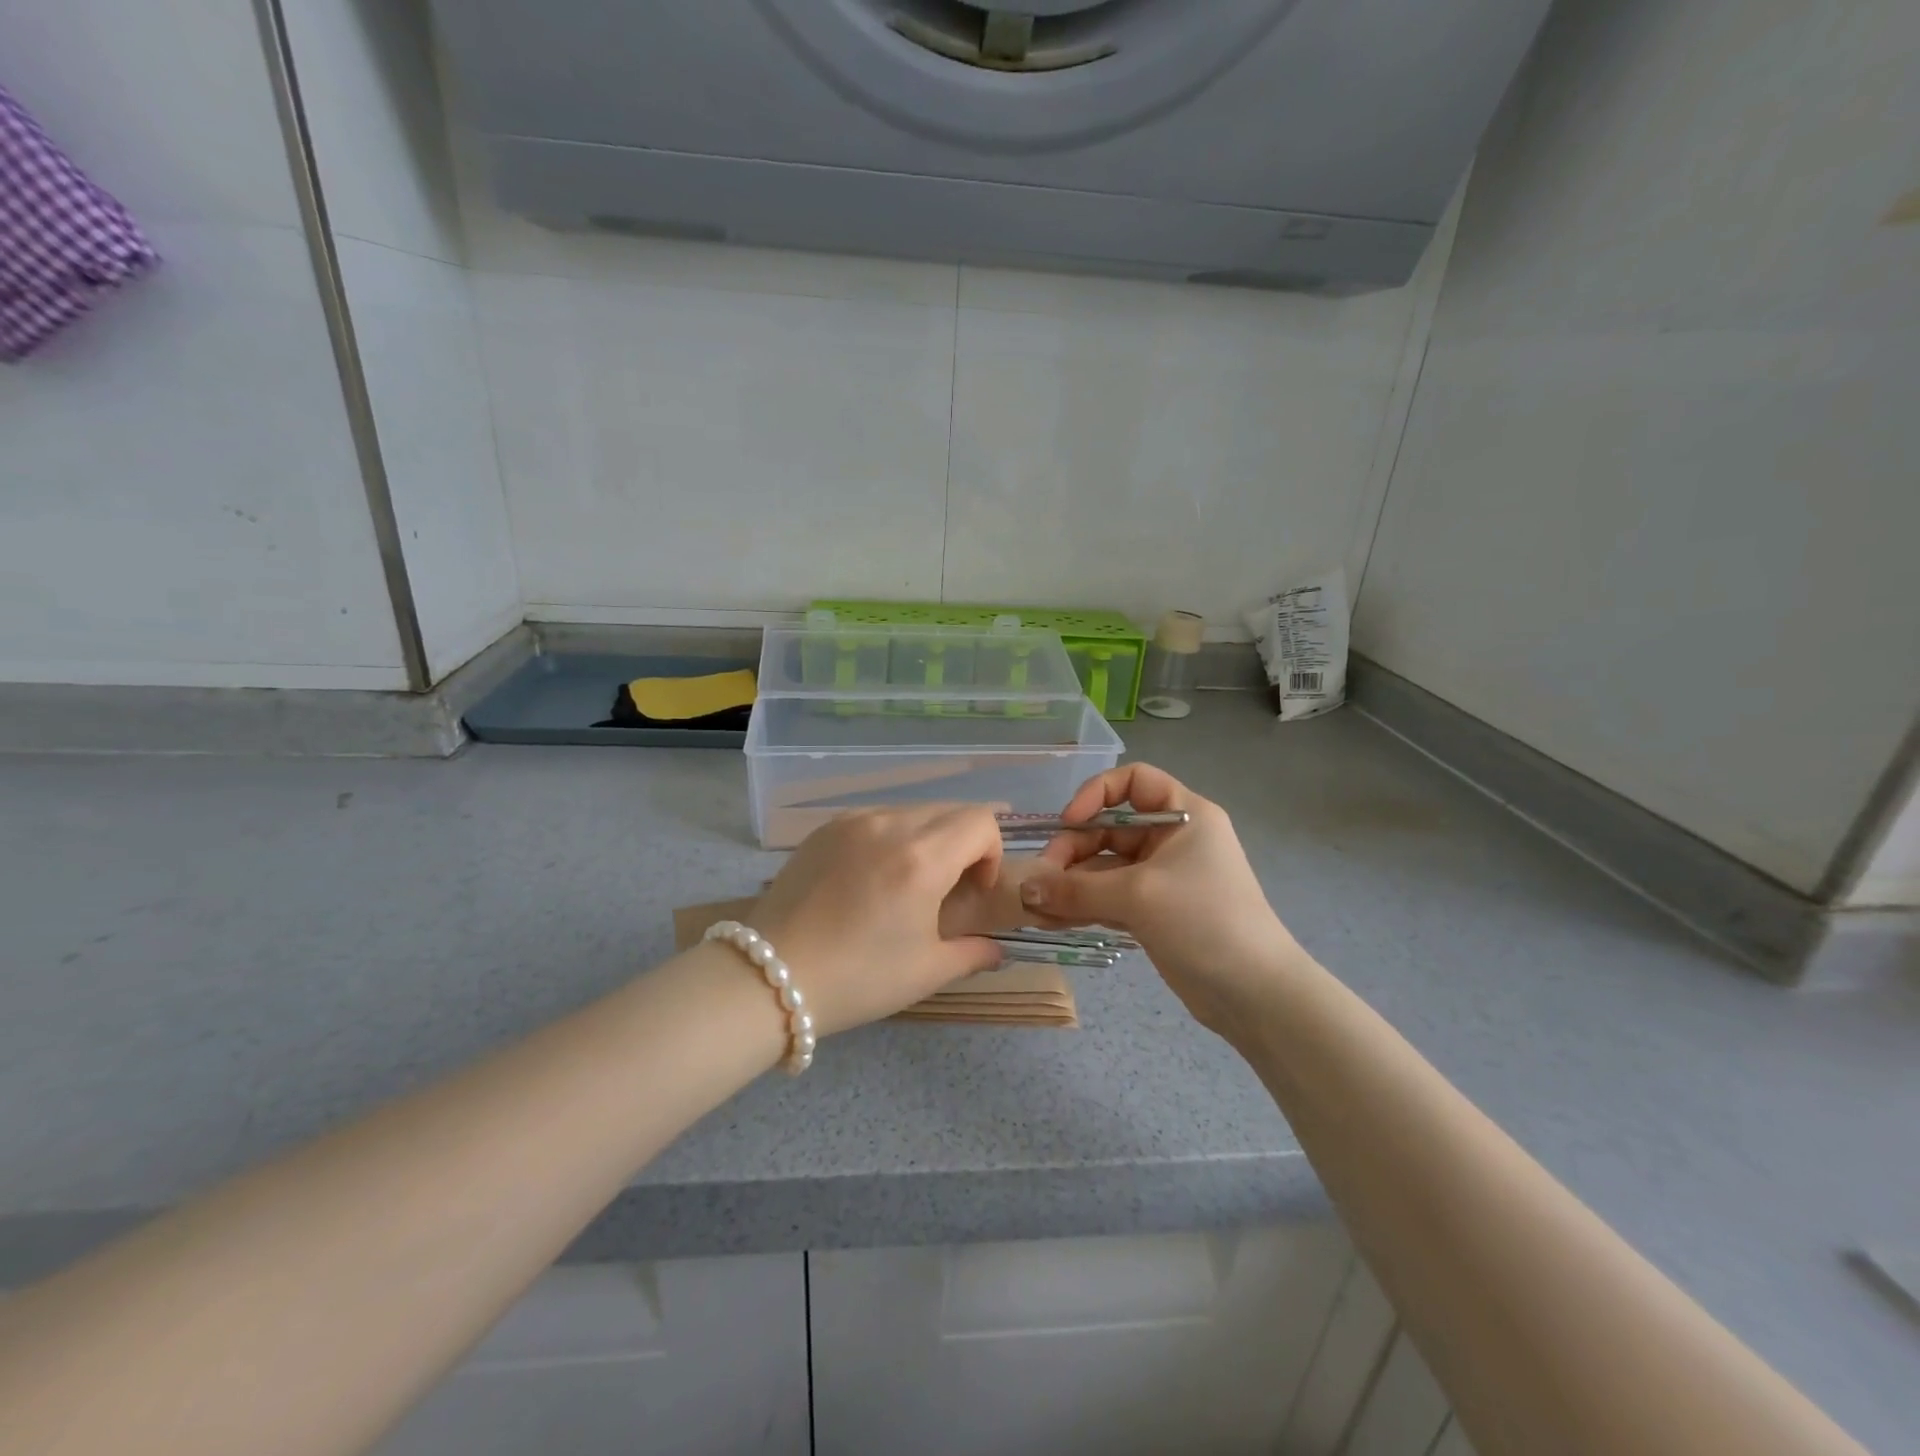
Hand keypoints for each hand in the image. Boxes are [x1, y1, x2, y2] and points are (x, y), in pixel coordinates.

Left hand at [749, 805, 1008, 1036]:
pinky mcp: (824, 828)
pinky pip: (876, 818)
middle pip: (949, 811)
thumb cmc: (857, 978)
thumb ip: (974, 952)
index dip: (991, 853)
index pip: (980, 821)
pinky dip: (891, 837)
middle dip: (963, 844)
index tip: (974, 890)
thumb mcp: (926, 971)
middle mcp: (890, 825)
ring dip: (927, 838)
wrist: (769, 977)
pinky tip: (870, 877)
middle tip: (947, 889)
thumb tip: (997, 949)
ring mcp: (852, 822)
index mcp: (922, 858)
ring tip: (906, 882)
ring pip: (912, 811)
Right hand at [1016, 764, 1308, 1034]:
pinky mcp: (1154, 911)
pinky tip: (1052, 920)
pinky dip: (1083, 905)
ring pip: (1105, 868)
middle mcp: (1172, 839)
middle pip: (1109, 828)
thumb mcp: (1138, 896)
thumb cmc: (1203, 921)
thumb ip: (1076, 889)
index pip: (1133, 781)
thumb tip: (1024, 889)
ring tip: (1037, 907)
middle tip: (1041, 880)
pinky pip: (1109, 897)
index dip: (1096, 793)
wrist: (1254, 994)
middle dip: (1073, 851)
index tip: (1068, 821)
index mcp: (1184, 815)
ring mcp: (1162, 877)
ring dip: (1071, 884)